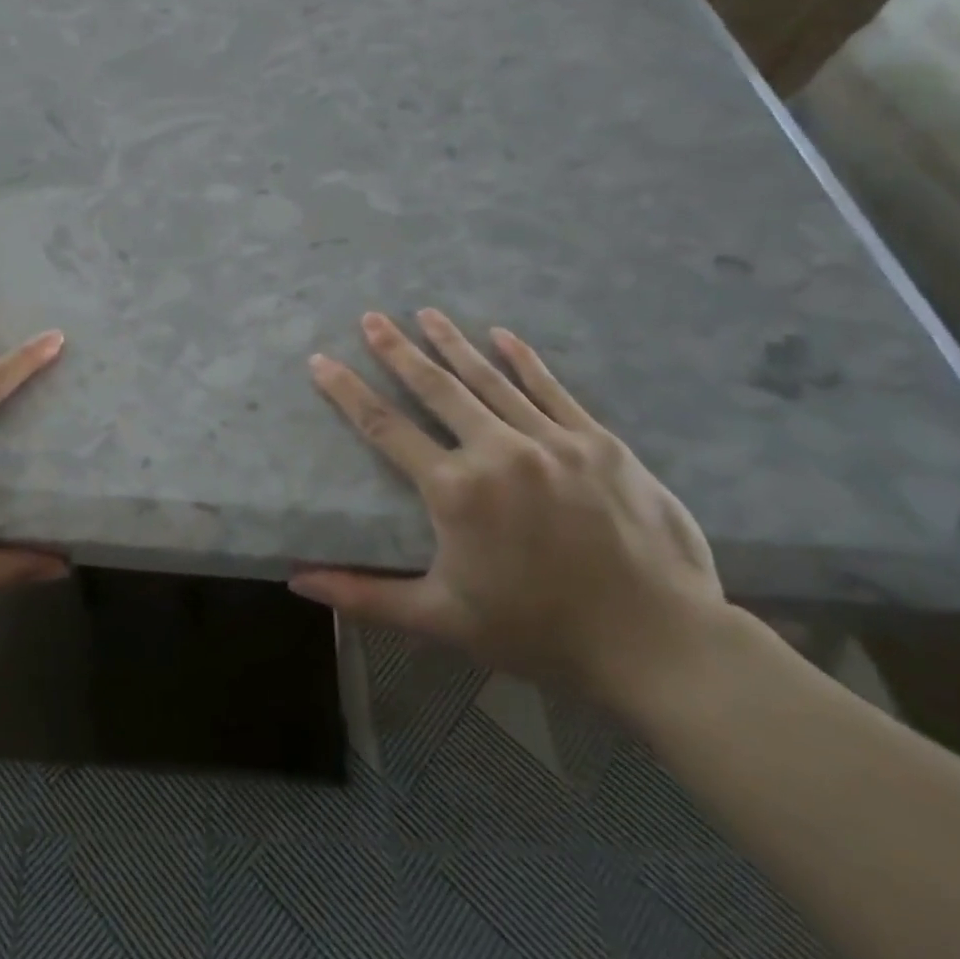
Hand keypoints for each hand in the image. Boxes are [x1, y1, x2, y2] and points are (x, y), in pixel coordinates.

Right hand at [290, 310, 727, 710]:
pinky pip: (551, 390)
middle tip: (371, 317)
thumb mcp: (442, 620)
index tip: (321, 359)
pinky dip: (523, 360)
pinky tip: (502, 336)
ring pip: (489, 379)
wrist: (661, 646)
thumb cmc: (541, 634)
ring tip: (426, 313)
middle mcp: (497, 451)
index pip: (384, 427)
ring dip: (453, 343)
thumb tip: (298, 579)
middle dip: (397, 350)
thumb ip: (365, 596)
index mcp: (455, 491)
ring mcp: (551, 441)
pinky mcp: (597, 443)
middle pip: (435, 388)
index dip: (347, 391)